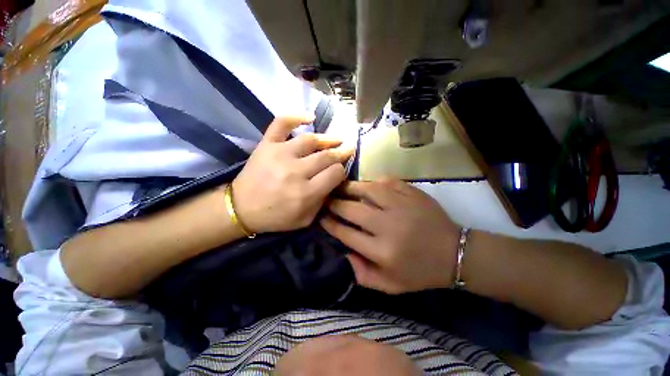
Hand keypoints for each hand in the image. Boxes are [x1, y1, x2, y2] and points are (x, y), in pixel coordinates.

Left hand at [232, 116, 353, 232]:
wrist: (241, 209)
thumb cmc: (276, 217)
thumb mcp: (306, 219)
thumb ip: (323, 202)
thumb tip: (334, 181)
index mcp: (306, 193)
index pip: (335, 173)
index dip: (341, 171)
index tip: (340, 171)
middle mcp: (295, 171)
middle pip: (327, 156)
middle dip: (340, 154)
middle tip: (347, 150)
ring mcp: (280, 154)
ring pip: (311, 140)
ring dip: (328, 139)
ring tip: (336, 140)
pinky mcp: (267, 144)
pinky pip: (282, 123)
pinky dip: (296, 116)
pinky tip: (309, 118)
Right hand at [321, 179, 459, 293]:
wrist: (454, 253)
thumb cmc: (419, 272)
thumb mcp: (390, 286)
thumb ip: (362, 275)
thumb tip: (342, 253)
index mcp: (382, 251)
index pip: (346, 233)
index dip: (329, 224)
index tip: (321, 217)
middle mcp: (388, 226)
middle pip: (352, 209)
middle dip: (334, 203)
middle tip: (326, 199)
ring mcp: (400, 205)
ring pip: (366, 190)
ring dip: (349, 188)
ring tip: (341, 187)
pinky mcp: (411, 193)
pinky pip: (385, 181)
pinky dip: (372, 182)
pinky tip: (366, 185)